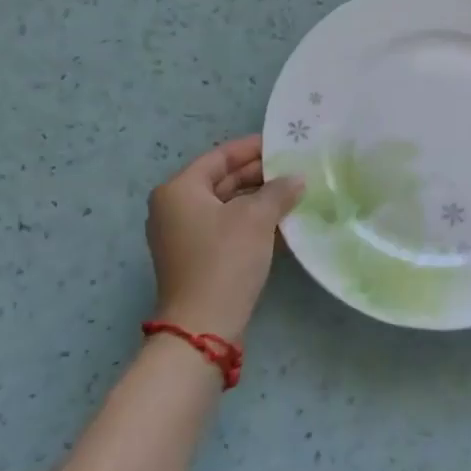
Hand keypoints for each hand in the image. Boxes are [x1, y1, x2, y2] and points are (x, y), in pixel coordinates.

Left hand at [147, 135, 303, 342]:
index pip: (220, 156)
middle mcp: (173, 207)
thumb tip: (296, 179)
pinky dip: (248, 220)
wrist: (203, 327)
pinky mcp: (194, 258)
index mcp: (179, 189)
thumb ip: (278, 191)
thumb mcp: (256, 218)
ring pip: (225, 204)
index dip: (252, 148)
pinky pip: (224, 226)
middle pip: (221, 179)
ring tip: (292, 191)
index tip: (282, 143)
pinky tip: (279, 219)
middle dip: (258, 174)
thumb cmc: (225, 259)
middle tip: (293, 167)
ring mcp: (181, 235)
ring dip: (256, 198)